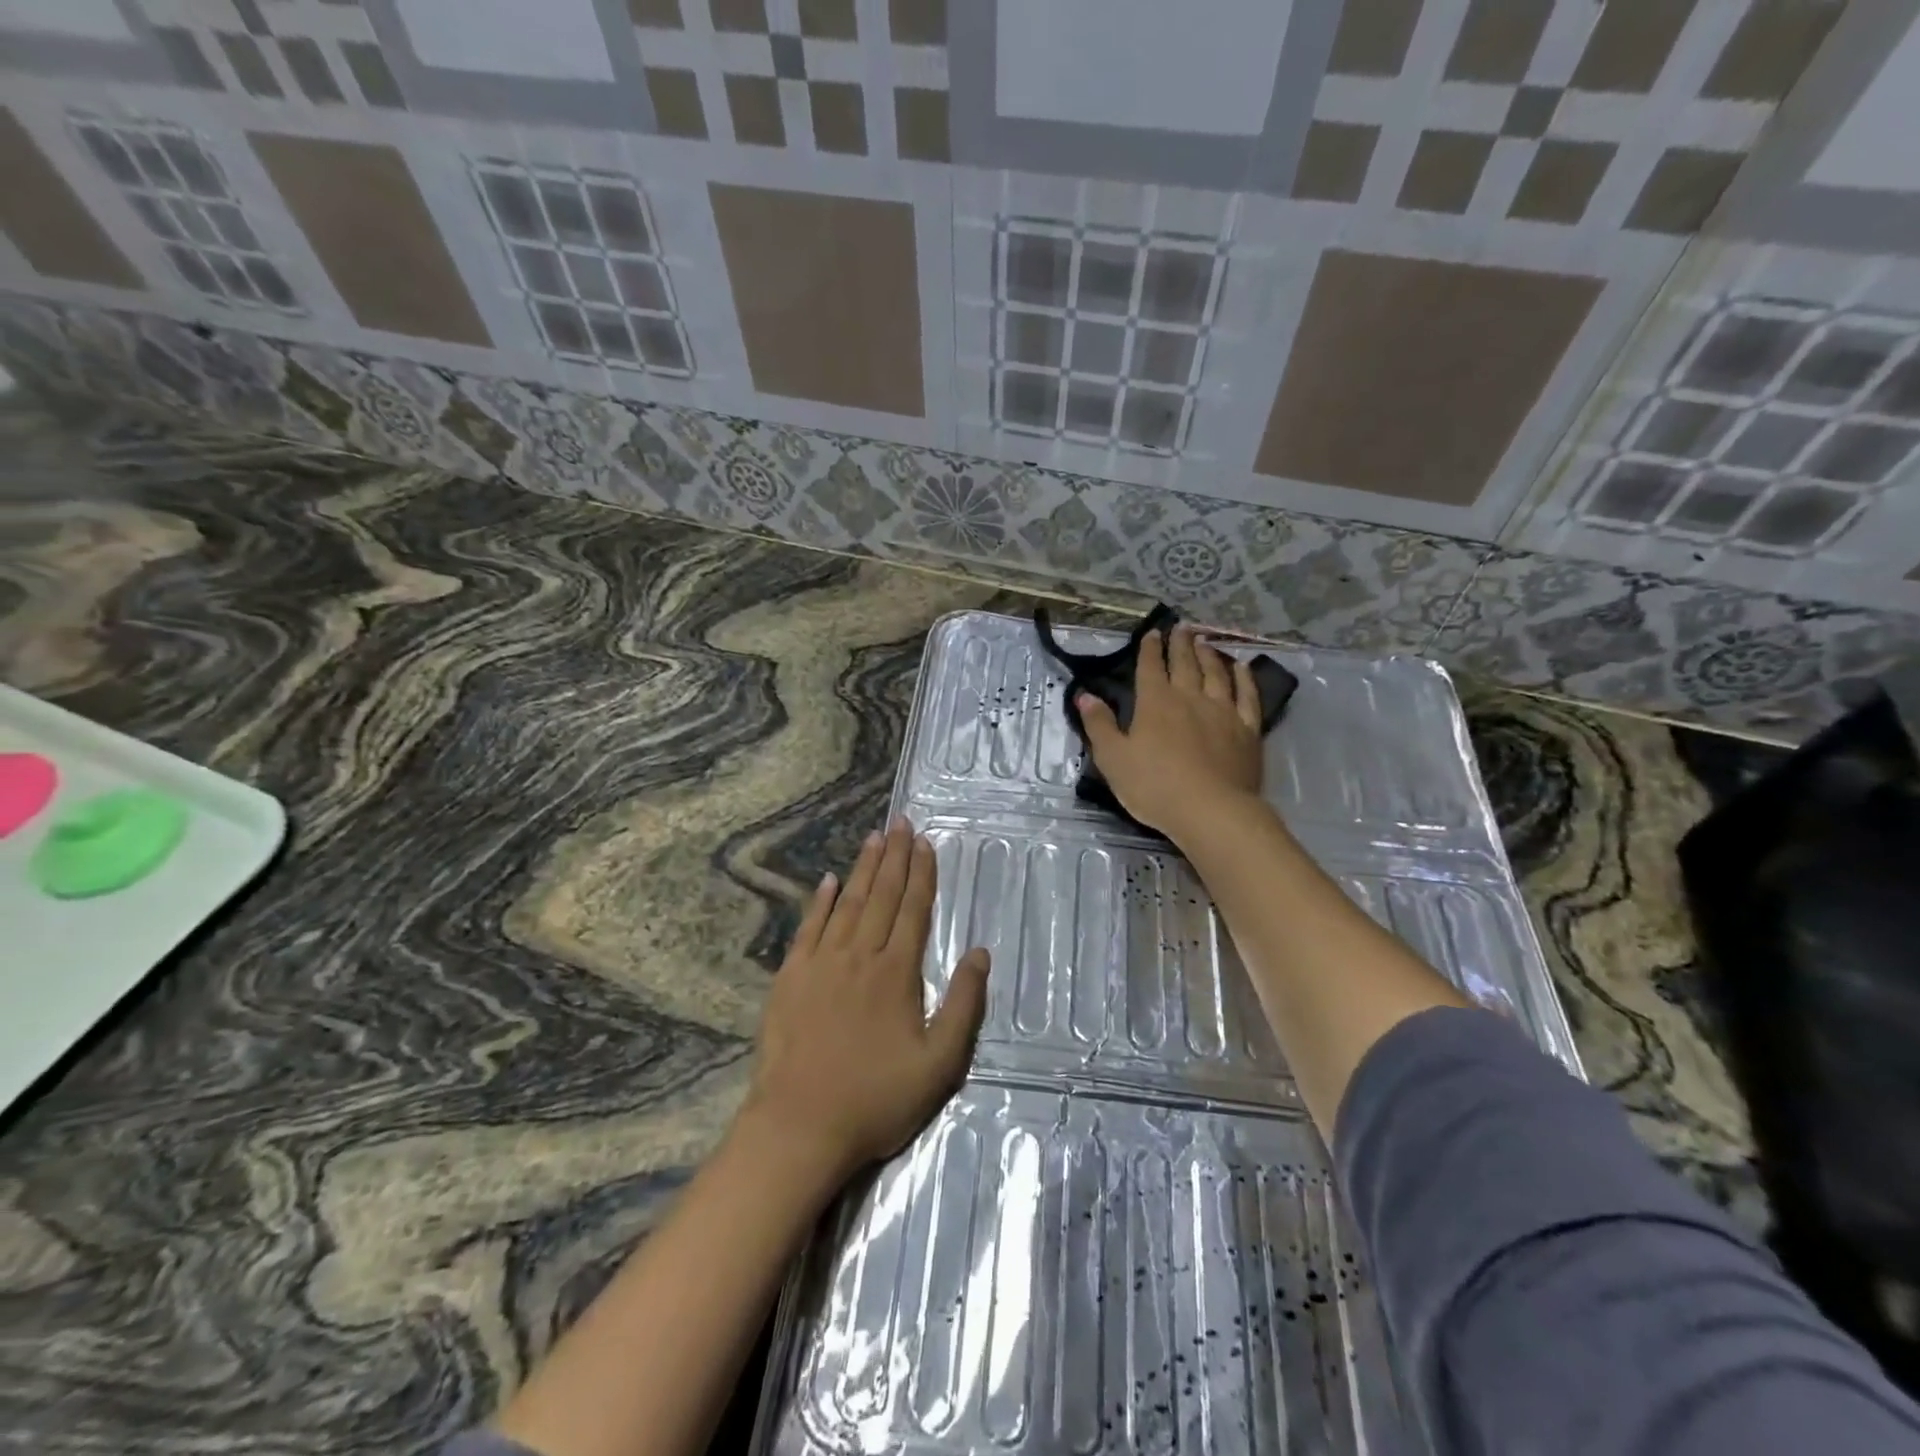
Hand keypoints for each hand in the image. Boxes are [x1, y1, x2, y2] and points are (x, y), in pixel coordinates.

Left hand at [742, 818, 989, 1185]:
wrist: (800, 1125)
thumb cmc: (876, 1098)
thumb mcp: (940, 1064)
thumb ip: (964, 1005)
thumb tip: (980, 952)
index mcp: (897, 973)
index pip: (913, 910)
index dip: (922, 874)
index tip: (925, 842)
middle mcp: (860, 955)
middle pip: (881, 896)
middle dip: (894, 857)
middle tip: (900, 823)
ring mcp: (821, 963)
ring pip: (847, 903)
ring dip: (862, 869)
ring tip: (873, 838)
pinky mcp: (790, 977)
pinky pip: (809, 927)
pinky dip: (819, 901)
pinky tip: (827, 881)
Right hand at [1077, 624, 1264, 844]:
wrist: (1210, 810)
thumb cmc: (1154, 786)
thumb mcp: (1113, 758)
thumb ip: (1099, 725)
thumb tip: (1085, 696)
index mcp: (1155, 703)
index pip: (1150, 668)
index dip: (1149, 649)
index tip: (1151, 633)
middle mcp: (1190, 698)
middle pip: (1185, 663)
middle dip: (1180, 644)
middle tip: (1181, 627)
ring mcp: (1223, 711)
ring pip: (1216, 674)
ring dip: (1209, 655)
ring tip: (1205, 642)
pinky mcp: (1248, 730)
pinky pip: (1247, 696)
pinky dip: (1244, 678)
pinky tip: (1242, 668)